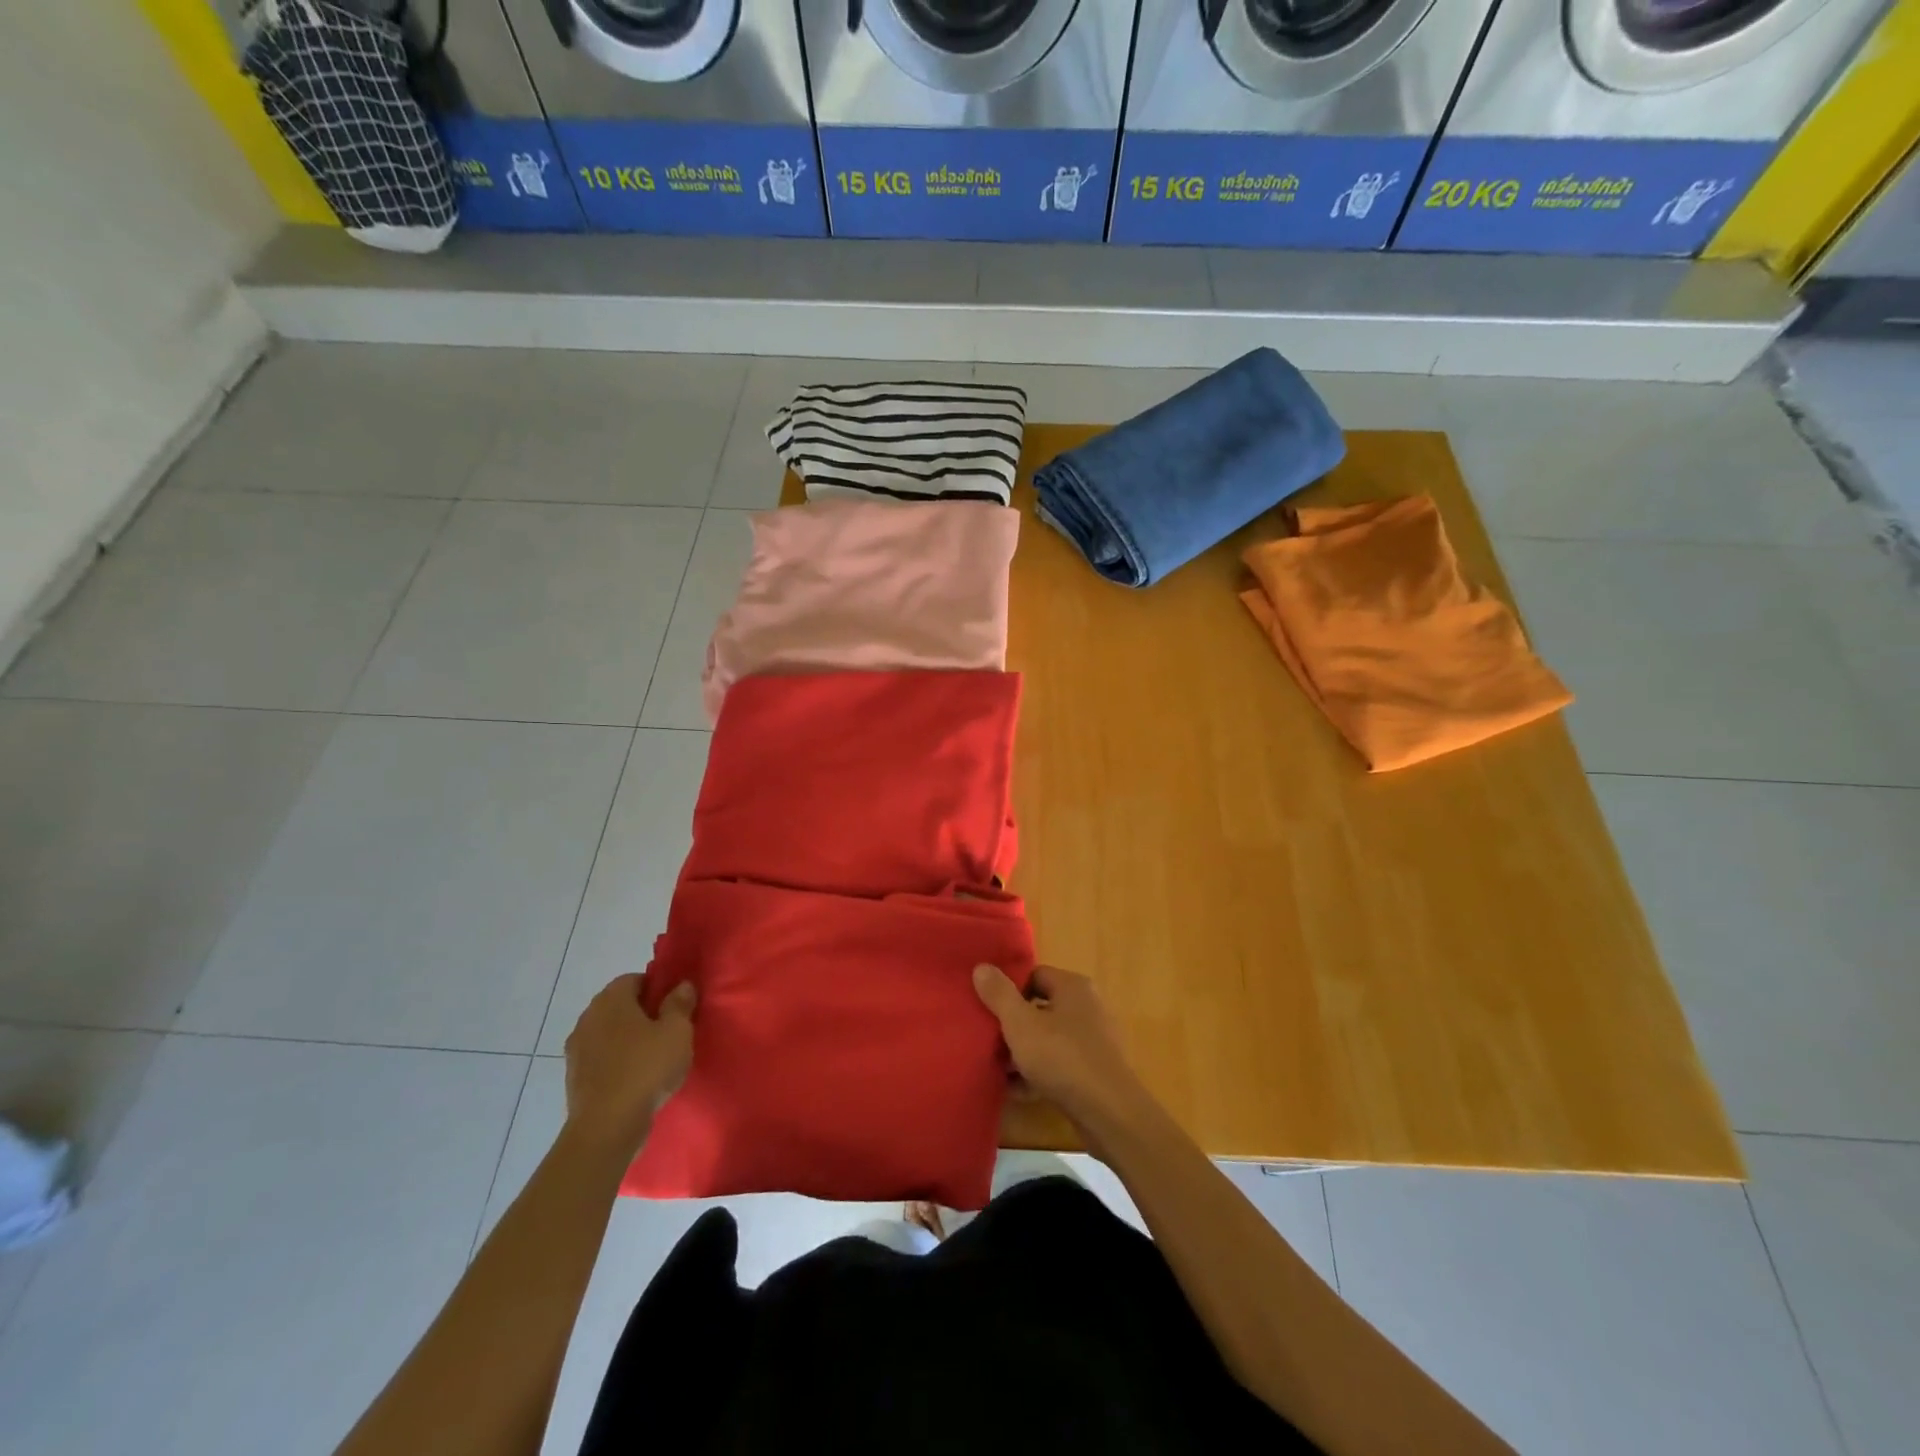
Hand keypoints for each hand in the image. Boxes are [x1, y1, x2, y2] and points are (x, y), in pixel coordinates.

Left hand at [562, 975, 695, 1157]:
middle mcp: (588, 1017)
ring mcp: (576, 1048)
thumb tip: (681, 985)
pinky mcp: (573, 1077)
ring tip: (653, 1057)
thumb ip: (680, 1004)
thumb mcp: (677, 1031)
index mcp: (611, 999)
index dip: (656, 988)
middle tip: (668, 1030)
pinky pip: (600, 1058)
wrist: (606, 1127)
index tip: (674, 1006)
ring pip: (608, 1033)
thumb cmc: (646, 1068)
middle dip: (641, 1013)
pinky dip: (616, 1062)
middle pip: (619, 1005)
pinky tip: (635, 1078)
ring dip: (627, 1039)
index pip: (634, 979)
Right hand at [973, 963, 1147, 1130]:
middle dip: (1012, 1024)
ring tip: (994, 1066)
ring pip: (1047, 1039)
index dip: (1008, 989)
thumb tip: (981, 966)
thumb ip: (999, 995)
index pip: (1034, 975)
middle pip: (1039, 1007)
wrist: (1109, 1114)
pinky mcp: (1093, 1072)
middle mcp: (1086, 1007)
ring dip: (1022, 1052)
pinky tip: (1015, 1090)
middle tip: (985, 1037)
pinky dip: (1037, 1074)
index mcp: (1073, 987)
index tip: (985, 1007)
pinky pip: (1058, 1065)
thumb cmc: (1062, 1058)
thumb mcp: (1021, 1024)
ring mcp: (1093, 1041)